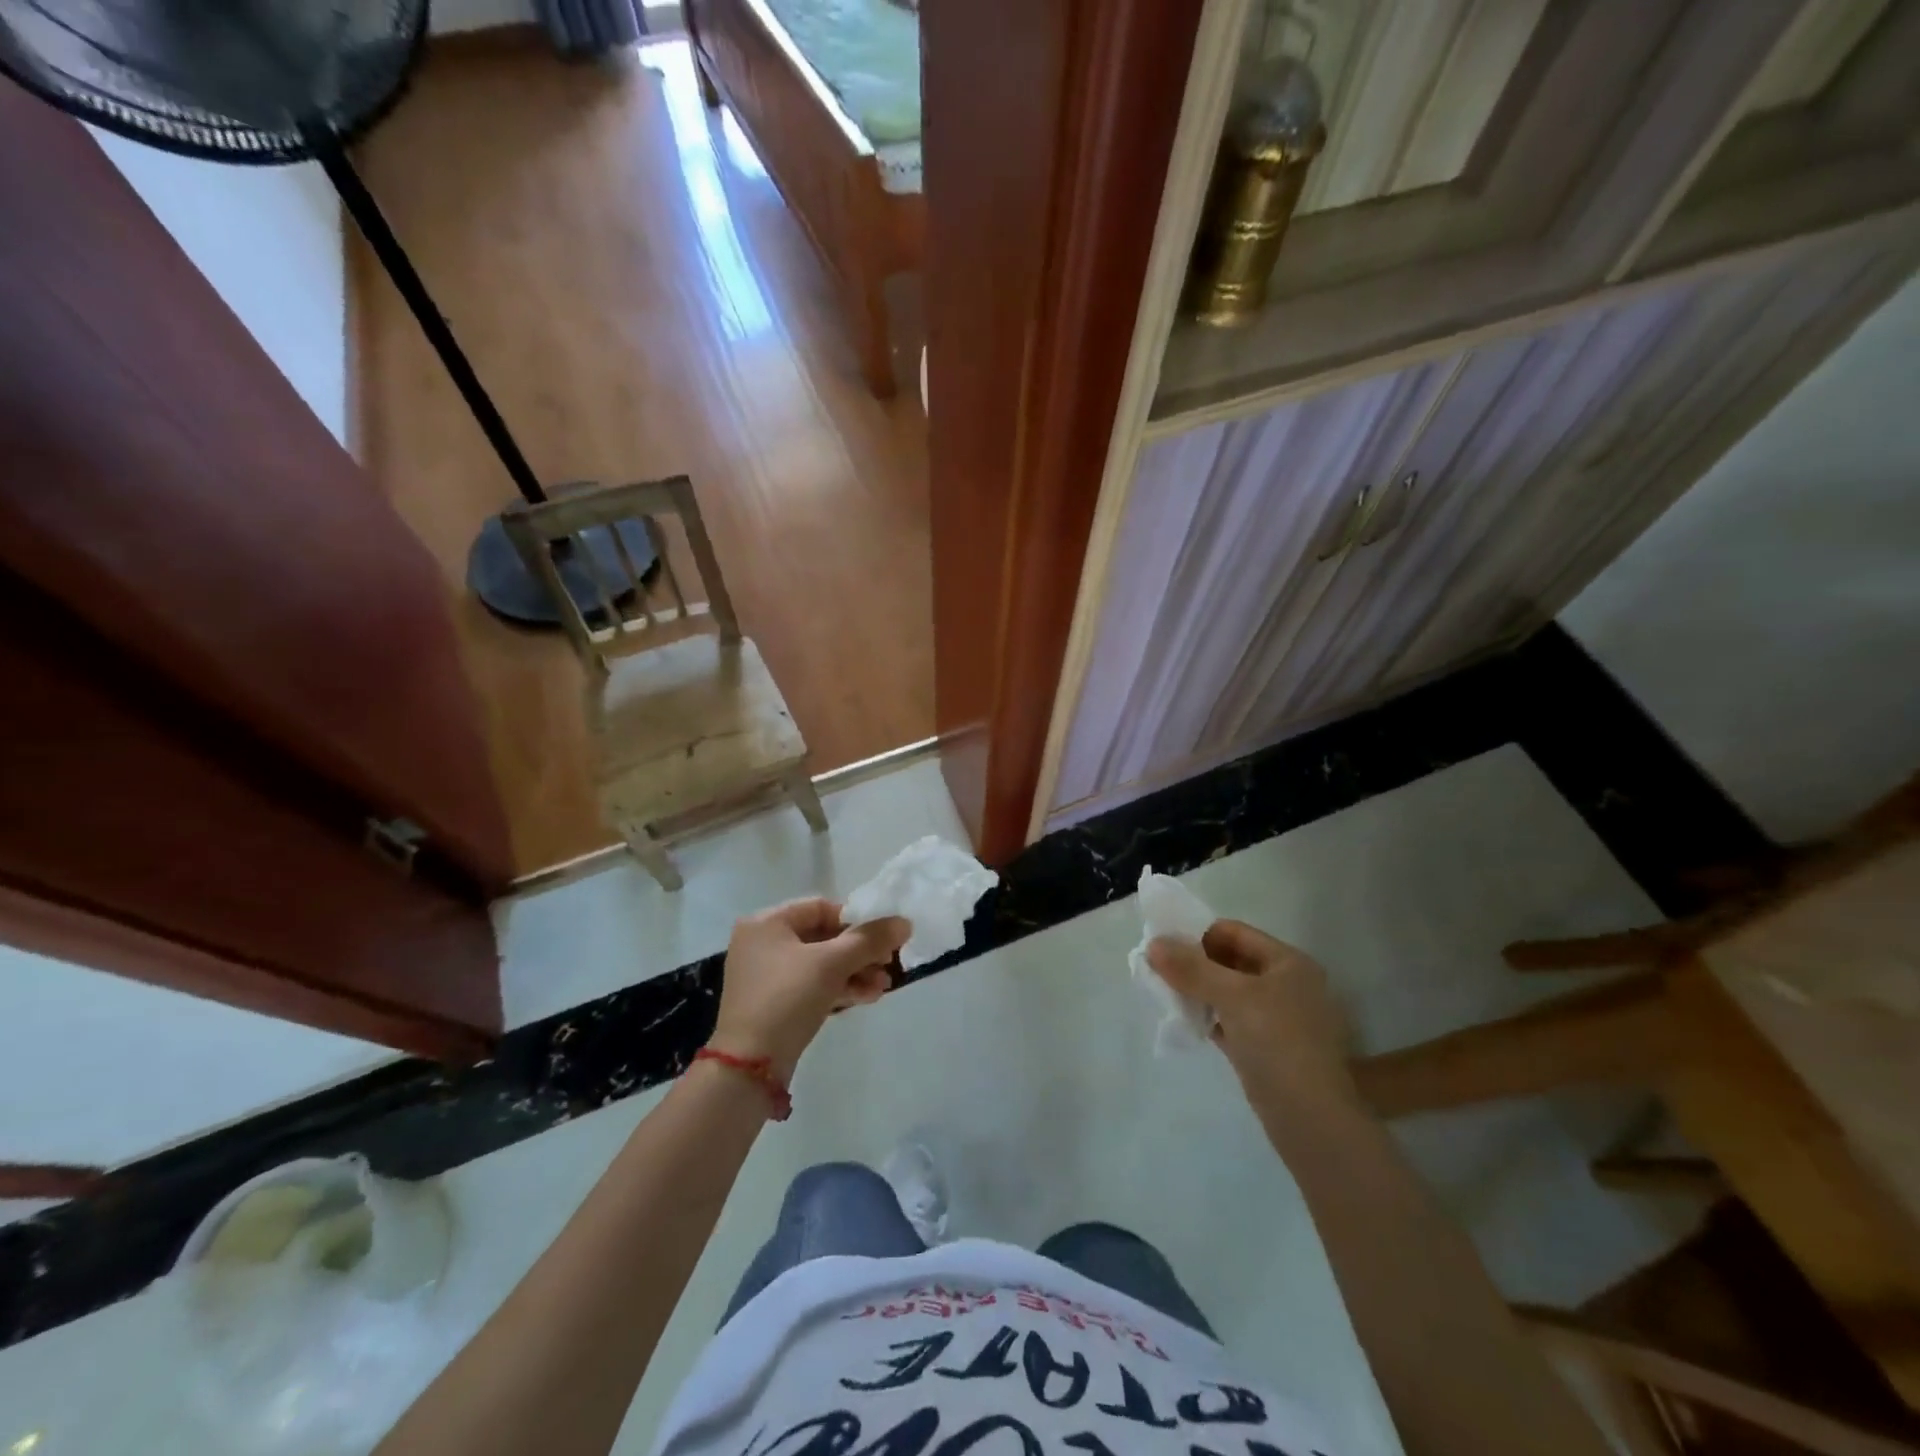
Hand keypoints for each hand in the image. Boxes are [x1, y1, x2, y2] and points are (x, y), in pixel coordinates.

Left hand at [710, 899, 910, 1080]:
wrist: (750, 1067)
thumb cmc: (787, 998)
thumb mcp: (832, 964)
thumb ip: (869, 940)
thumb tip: (904, 923)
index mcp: (766, 922)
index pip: (821, 908)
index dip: (855, 920)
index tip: (883, 938)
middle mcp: (763, 943)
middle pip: (823, 937)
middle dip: (860, 952)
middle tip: (889, 964)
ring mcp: (767, 976)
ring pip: (821, 964)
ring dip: (855, 972)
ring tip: (884, 986)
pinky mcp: (774, 1004)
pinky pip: (813, 985)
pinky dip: (839, 988)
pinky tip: (868, 997)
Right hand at [1147, 920, 1356, 1112]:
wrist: (1311, 1119)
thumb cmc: (1277, 1042)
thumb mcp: (1233, 996)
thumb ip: (1191, 968)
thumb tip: (1153, 944)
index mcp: (1288, 962)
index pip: (1234, 932)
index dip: (1197, 934)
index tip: (1162, 946)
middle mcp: (1286, 985)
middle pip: (1230, 961)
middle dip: (1194, 963)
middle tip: (1157, 969)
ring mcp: (1278, 1019)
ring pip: (1228, 992)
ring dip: (1197, 990)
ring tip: (1164, 993)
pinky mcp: (1266, 1048)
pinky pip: (1229, 1020)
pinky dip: (1207, 1016)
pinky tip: (1182, 1019)